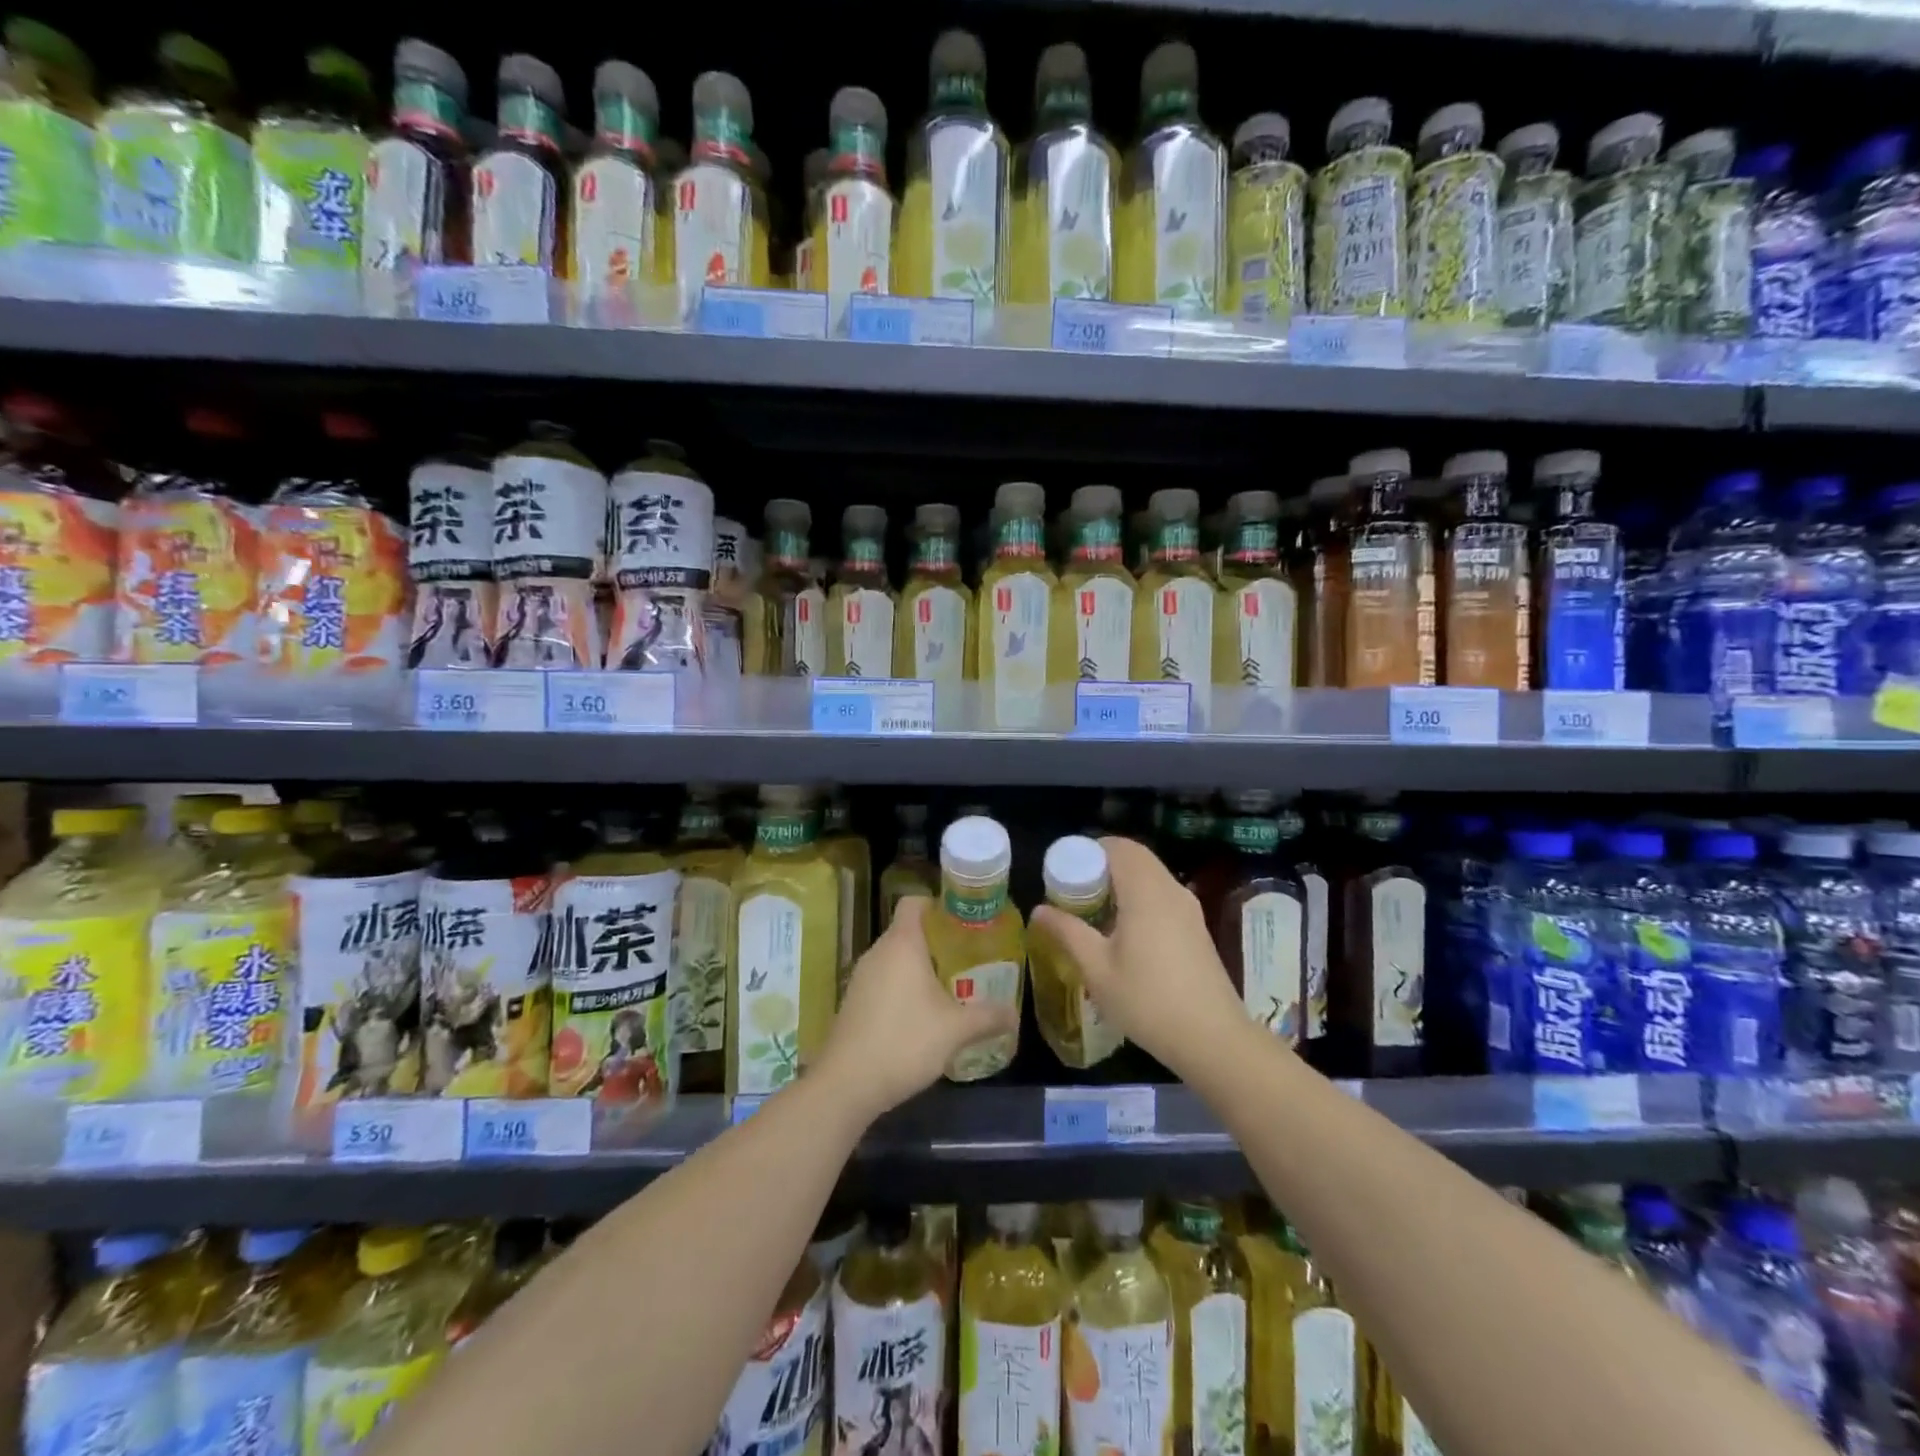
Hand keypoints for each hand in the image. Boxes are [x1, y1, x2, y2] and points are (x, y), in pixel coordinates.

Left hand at [816, 896, 1016, 1121]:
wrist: (847, 1084)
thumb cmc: (904, 1042)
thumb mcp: (955, 1030)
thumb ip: (988, 1017)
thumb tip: (1014, 1014)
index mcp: (902, 944)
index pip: (915, 902)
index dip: (939, 906)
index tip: (964, 923)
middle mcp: (878, 952)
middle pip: (908, 930)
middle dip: (938, 941)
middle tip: (968, 958)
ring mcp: (862, 977)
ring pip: (896, 957)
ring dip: (920, 967)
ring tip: (951, 987)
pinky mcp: (854, 1001)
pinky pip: (884, 979)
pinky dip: (903, 987)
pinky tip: (922, 1014)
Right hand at [1030, 837, 1247, 1077]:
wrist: (1213, 1039)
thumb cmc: (1148, 1001)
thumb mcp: (1097, 969)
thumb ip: (1068, 932)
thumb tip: (1040, 909)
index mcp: (1145, 892)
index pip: (1118, 846)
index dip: (1090, 850)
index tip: (1066, 871)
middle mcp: (1171, 890)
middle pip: (1136, 857)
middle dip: (1103, 865)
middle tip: (1075, 891)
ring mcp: (1189, 908)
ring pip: (1151, 875)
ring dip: (1123, 882)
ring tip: (1095, 912)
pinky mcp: (1197, 928)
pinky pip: (1163, 894)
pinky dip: (1140, 897)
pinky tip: (1124, 932)